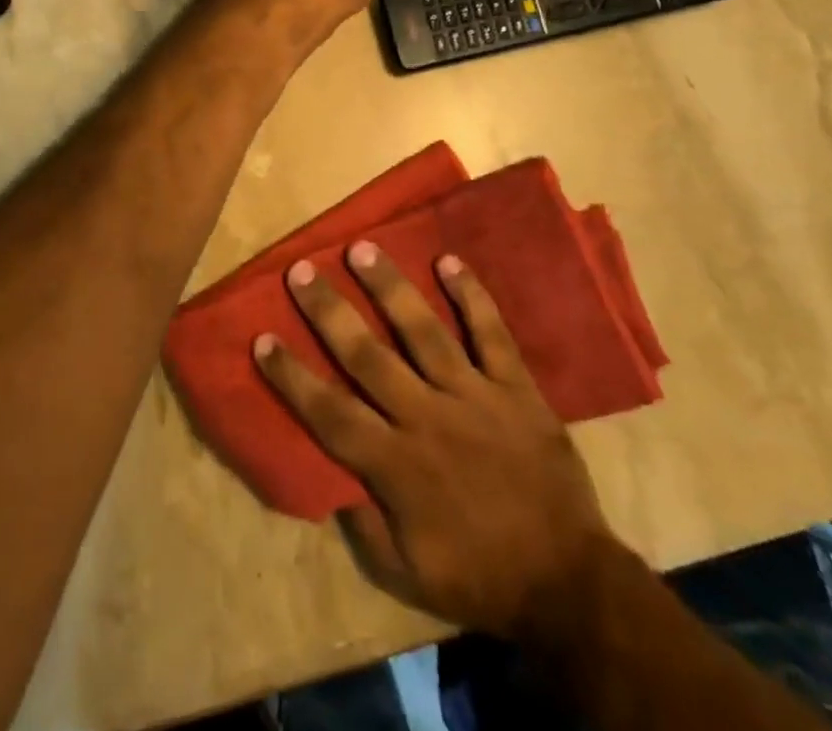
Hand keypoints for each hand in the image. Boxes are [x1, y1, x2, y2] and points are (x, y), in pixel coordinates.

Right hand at [254, 244, 610, 638]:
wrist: (569, 583)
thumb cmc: (478, 577)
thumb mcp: (406, 574)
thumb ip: (363, 522)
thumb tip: (326, 473)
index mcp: (397, 467)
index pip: (330, 412)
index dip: (293, 376)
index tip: (262, 338)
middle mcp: (428, 419)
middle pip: (368, 356)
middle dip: (330, 312)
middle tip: (303, 271)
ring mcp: (475, 397)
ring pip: (424, 332)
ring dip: (390, 288)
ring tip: (362, 248)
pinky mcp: (516, 389)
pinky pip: (492, 334)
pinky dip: (472, 296)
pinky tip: (449, 260)